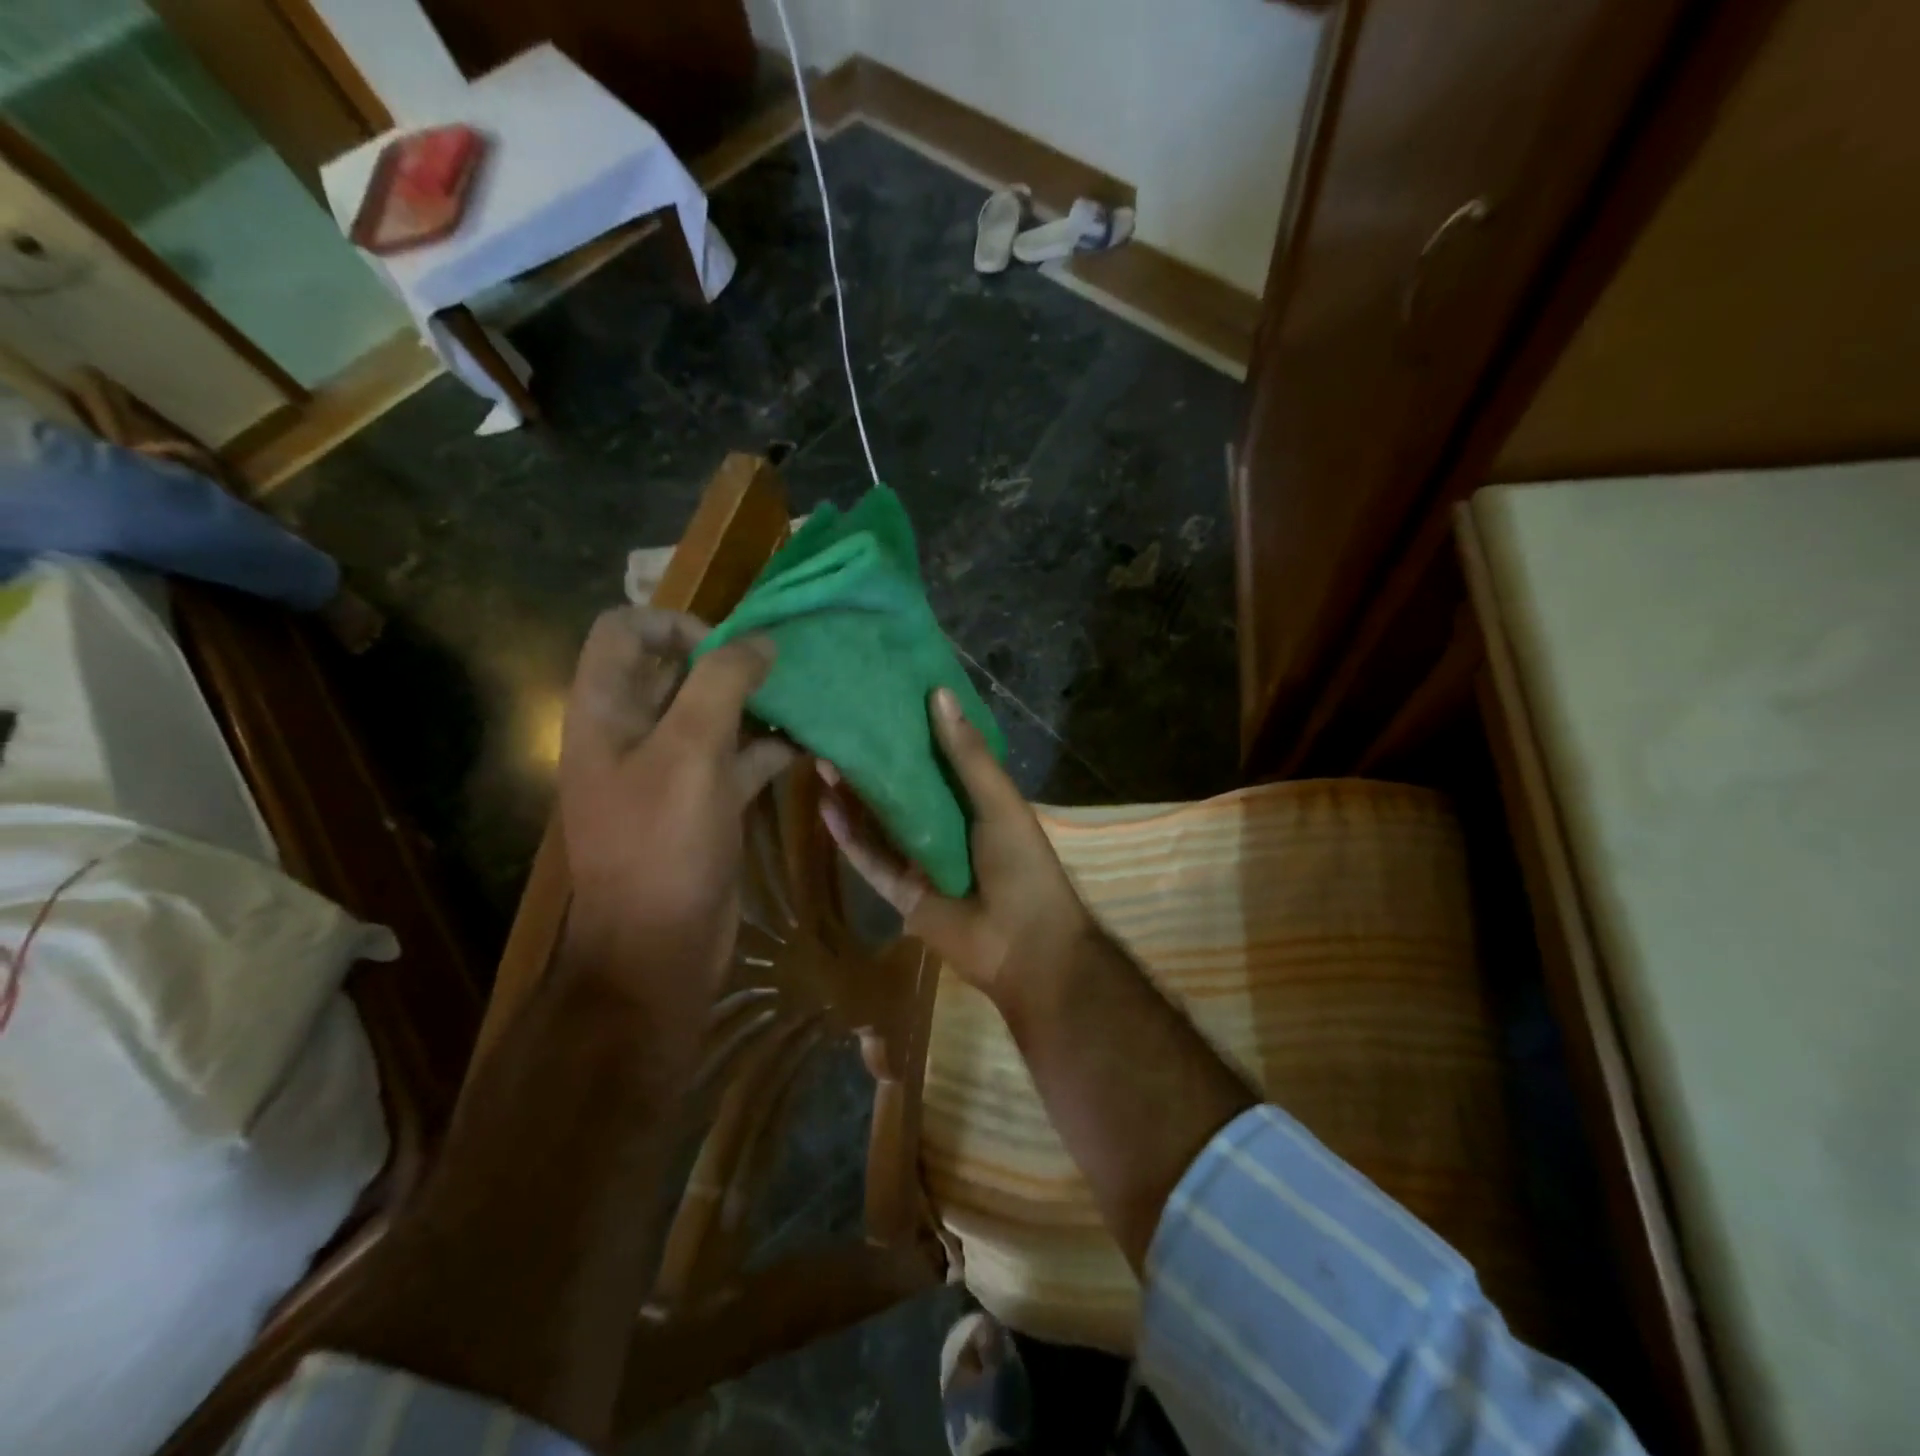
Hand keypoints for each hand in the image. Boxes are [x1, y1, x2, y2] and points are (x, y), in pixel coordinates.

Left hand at [557, 607, 796, 1020]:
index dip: (675, 624)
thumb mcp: (691, 753)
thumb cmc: (664, 845)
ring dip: (758, 704)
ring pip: (714, 714)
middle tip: (784, 668)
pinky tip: (810, 745)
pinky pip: (737, 757)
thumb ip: (722, 683)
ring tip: (807, 699)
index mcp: (607, 711)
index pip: (625, 630)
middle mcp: (633, 732)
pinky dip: (769, 747)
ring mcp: (670, 769)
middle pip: (676, 669)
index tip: (729, 649)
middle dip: (731, 660)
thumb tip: (760, 641)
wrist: (659, 947)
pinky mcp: (704, 801)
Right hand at [818, 685, 1091, 1014]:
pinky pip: (870, 860)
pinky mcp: (901, 891)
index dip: (914, 732)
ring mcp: (921, 860)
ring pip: (880, 823)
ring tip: (823, 757)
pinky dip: (848, 836)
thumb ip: (968, 753)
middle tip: (842, 728)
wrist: (1025, 944)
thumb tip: (939, 693)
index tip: (884, 699)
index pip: (939, 759)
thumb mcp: (999, 801)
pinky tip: (824, 805)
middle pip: (904, 790)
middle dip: (876, 762)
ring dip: (854, 794)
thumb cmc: (1021, 864)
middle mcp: (946, 826)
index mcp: (976, 802)